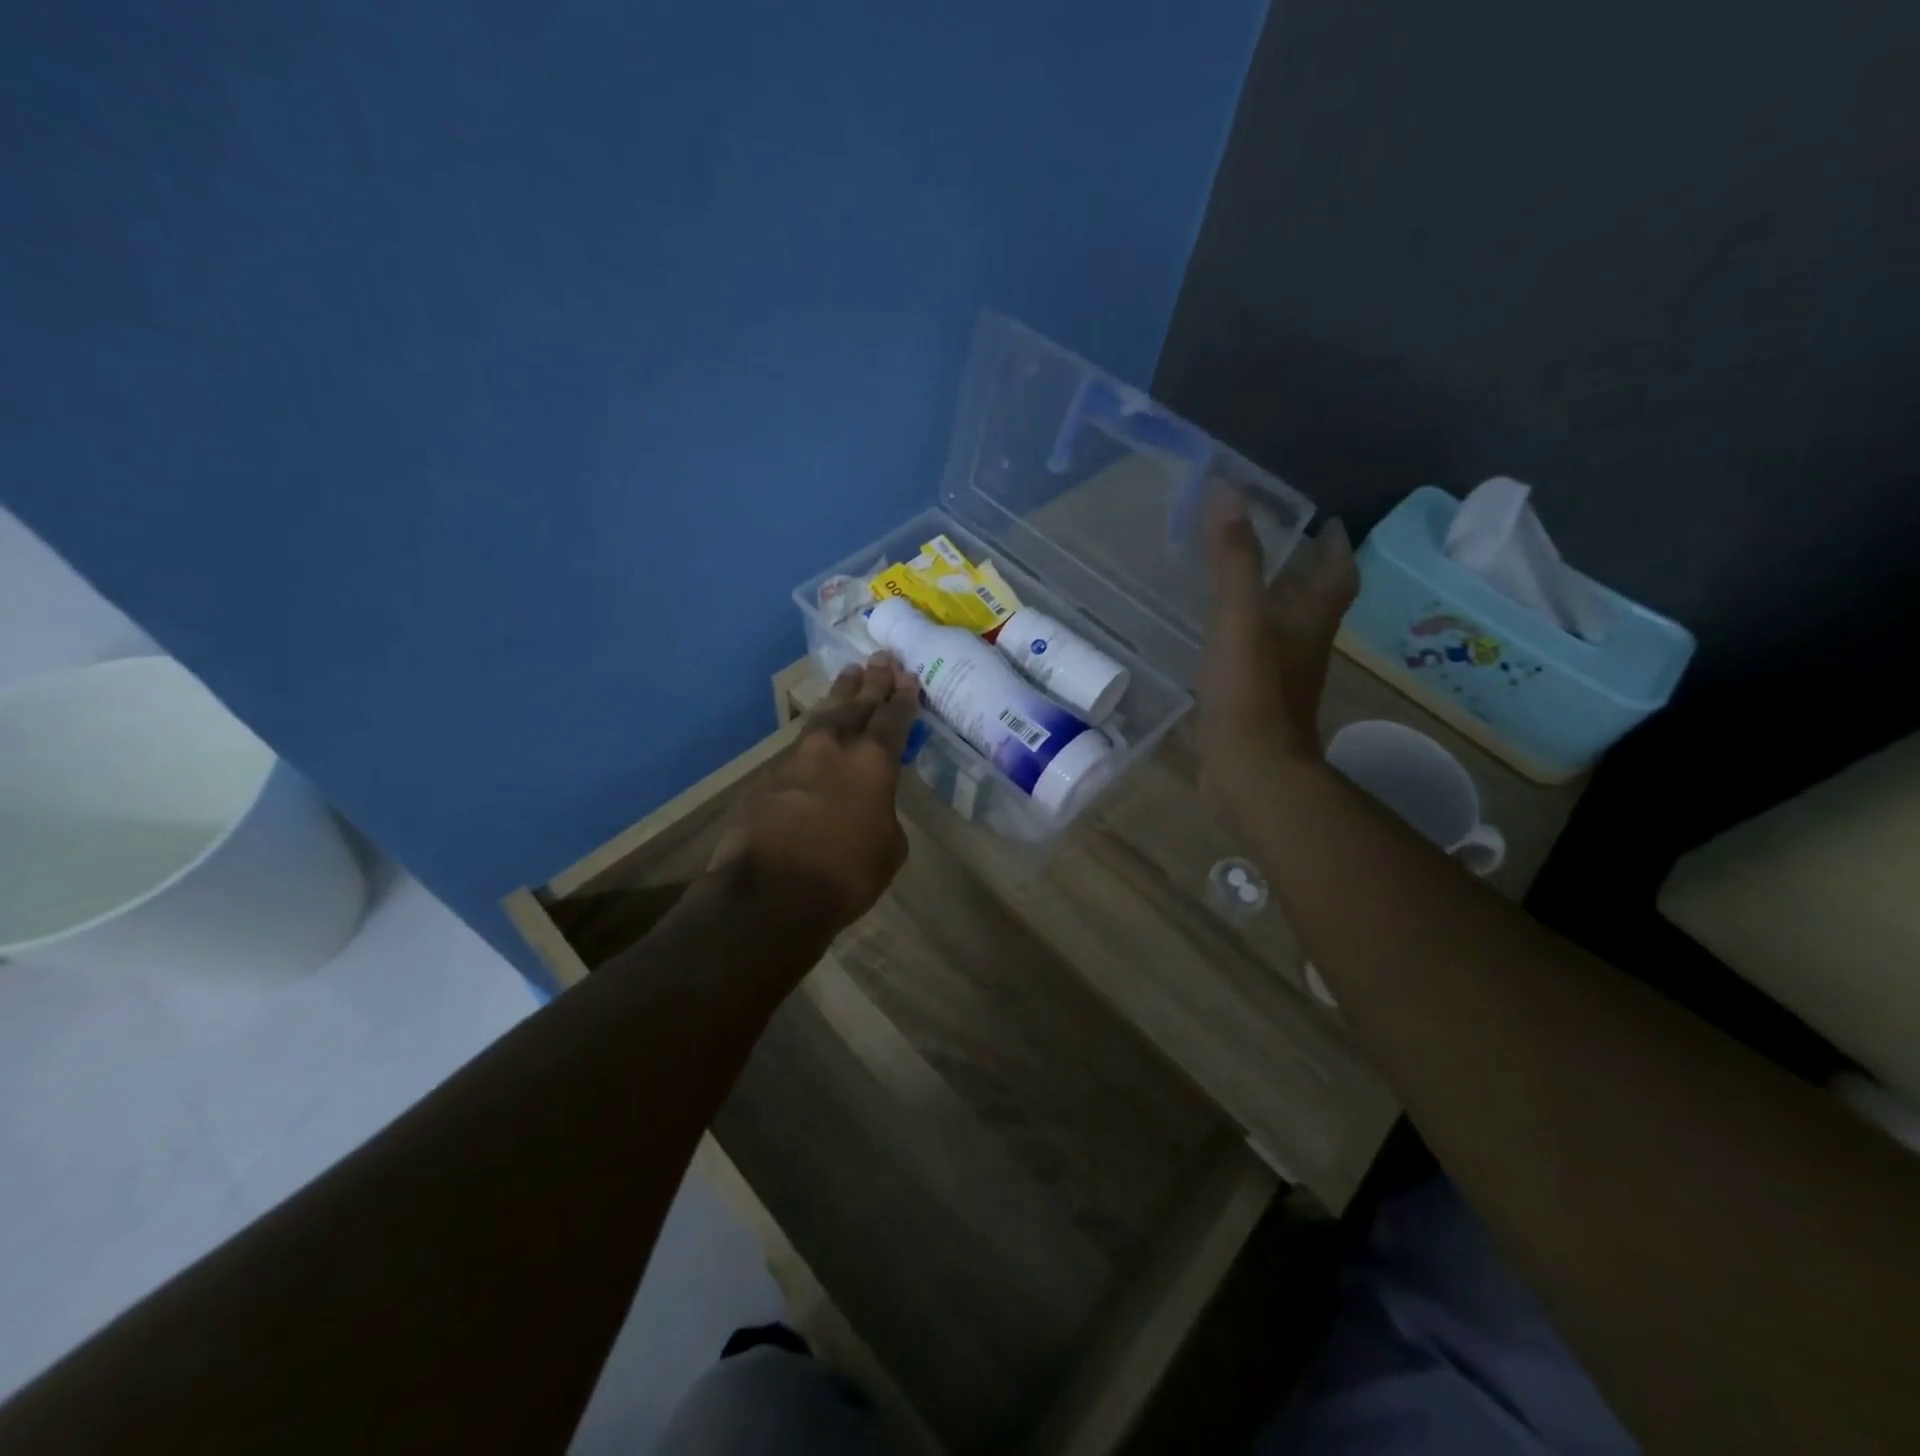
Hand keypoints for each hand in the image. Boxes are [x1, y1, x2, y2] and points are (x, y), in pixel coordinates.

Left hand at [711, 655, 918, 936]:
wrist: (769, 892)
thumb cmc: (844, 875)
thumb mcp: (888, 849)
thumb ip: (884, 816)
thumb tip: (871, 808)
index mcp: (873, 762)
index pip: (894, 718)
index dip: (903, 698)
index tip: (908, 677)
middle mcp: (835, 747)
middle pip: (857, 704)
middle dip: (872, 681)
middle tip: (881, 658)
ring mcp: (797, 758)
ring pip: (824, 716)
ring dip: (840, 695)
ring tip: (850, 674)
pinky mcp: (768, 776)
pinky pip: (799, 746)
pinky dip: (814, 736)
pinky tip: (817, 736)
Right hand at [1198, 492, 1357, 796]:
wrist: (1250, 773)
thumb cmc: (1250, 694)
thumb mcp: (1239, 619)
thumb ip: (1234, 560)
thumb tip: (1228, 492)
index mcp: (1309, 620)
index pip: (1337, 573)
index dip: (1334, 546)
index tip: (1325, 521)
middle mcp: (1302, 645)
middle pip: (1313, 600)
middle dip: (1301, 570)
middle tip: (1273, 543)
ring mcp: (1280, 677)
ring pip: (1283, 628)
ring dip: (1272, 602)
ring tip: (1241, 581)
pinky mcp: (1254, 701)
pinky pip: (1254, 655)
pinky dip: (1243, 637)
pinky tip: (1216, 636)